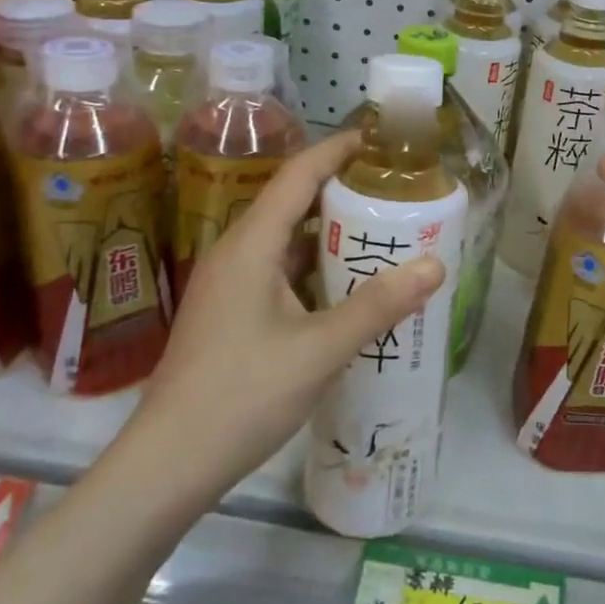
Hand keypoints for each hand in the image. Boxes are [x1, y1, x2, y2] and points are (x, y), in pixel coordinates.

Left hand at [131, 132, 444, 492]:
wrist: (169, 464)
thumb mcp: (319, 350)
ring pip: (289, 241)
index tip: (381, 140)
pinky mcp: (233, 314)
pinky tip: (351, 288)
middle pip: (294, 203)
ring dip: (333, 234)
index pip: (298, 175)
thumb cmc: (242, 396)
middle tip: (398, 191)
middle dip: (344, 191)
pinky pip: (282, 273)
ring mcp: (231, 285)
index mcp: (251, 245)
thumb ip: (378, 306)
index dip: (339, 150)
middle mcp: (237, 253)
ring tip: (385, 232)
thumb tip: (435, 265)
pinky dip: (318, 269)